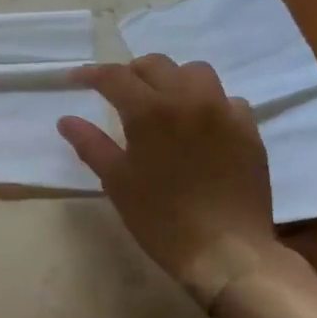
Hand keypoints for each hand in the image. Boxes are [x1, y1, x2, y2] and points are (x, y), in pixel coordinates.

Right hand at [58, 55, 282, 310]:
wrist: (227, 253)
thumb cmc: (161, 219)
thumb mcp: (117, 182)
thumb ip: (90, 144)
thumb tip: (66, 120)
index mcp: (151, 111)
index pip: (115, 76)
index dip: (91, 74)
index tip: (75, 79)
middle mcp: (188, 100)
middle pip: (156, 65)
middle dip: (132, 73)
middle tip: (119, 93)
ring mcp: (224, 113)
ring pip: (196, 73)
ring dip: (174, 79)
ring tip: (164, 101)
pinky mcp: (249, 131)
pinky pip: (228, 100)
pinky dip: (209, 103)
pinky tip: (201, 125)